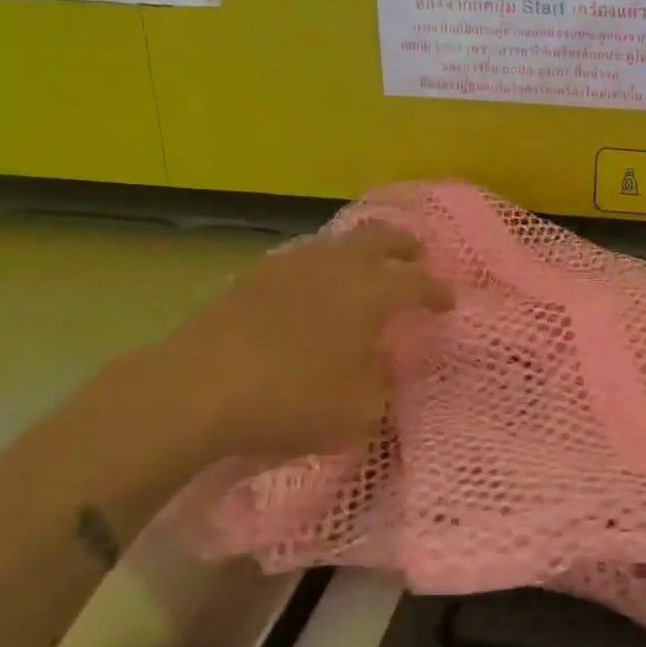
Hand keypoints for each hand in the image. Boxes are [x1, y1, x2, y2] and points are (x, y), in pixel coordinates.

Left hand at [138, 221, 452, 466]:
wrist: (197, 389)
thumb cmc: (292, 399)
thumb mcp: (358, 409)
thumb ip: (381, 382)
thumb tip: (381, 362)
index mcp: (370, 291)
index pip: (417, 282)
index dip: (437, 291)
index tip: (447, 302)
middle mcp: (336, 265)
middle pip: (379, 237)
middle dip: (403, 244)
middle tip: (415, 255)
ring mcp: (290, 265)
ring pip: (336, 242)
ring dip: (358, 252)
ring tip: (364, 270)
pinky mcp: (252, 277)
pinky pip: (300, 259)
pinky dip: (319, 266)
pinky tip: (312, 288)